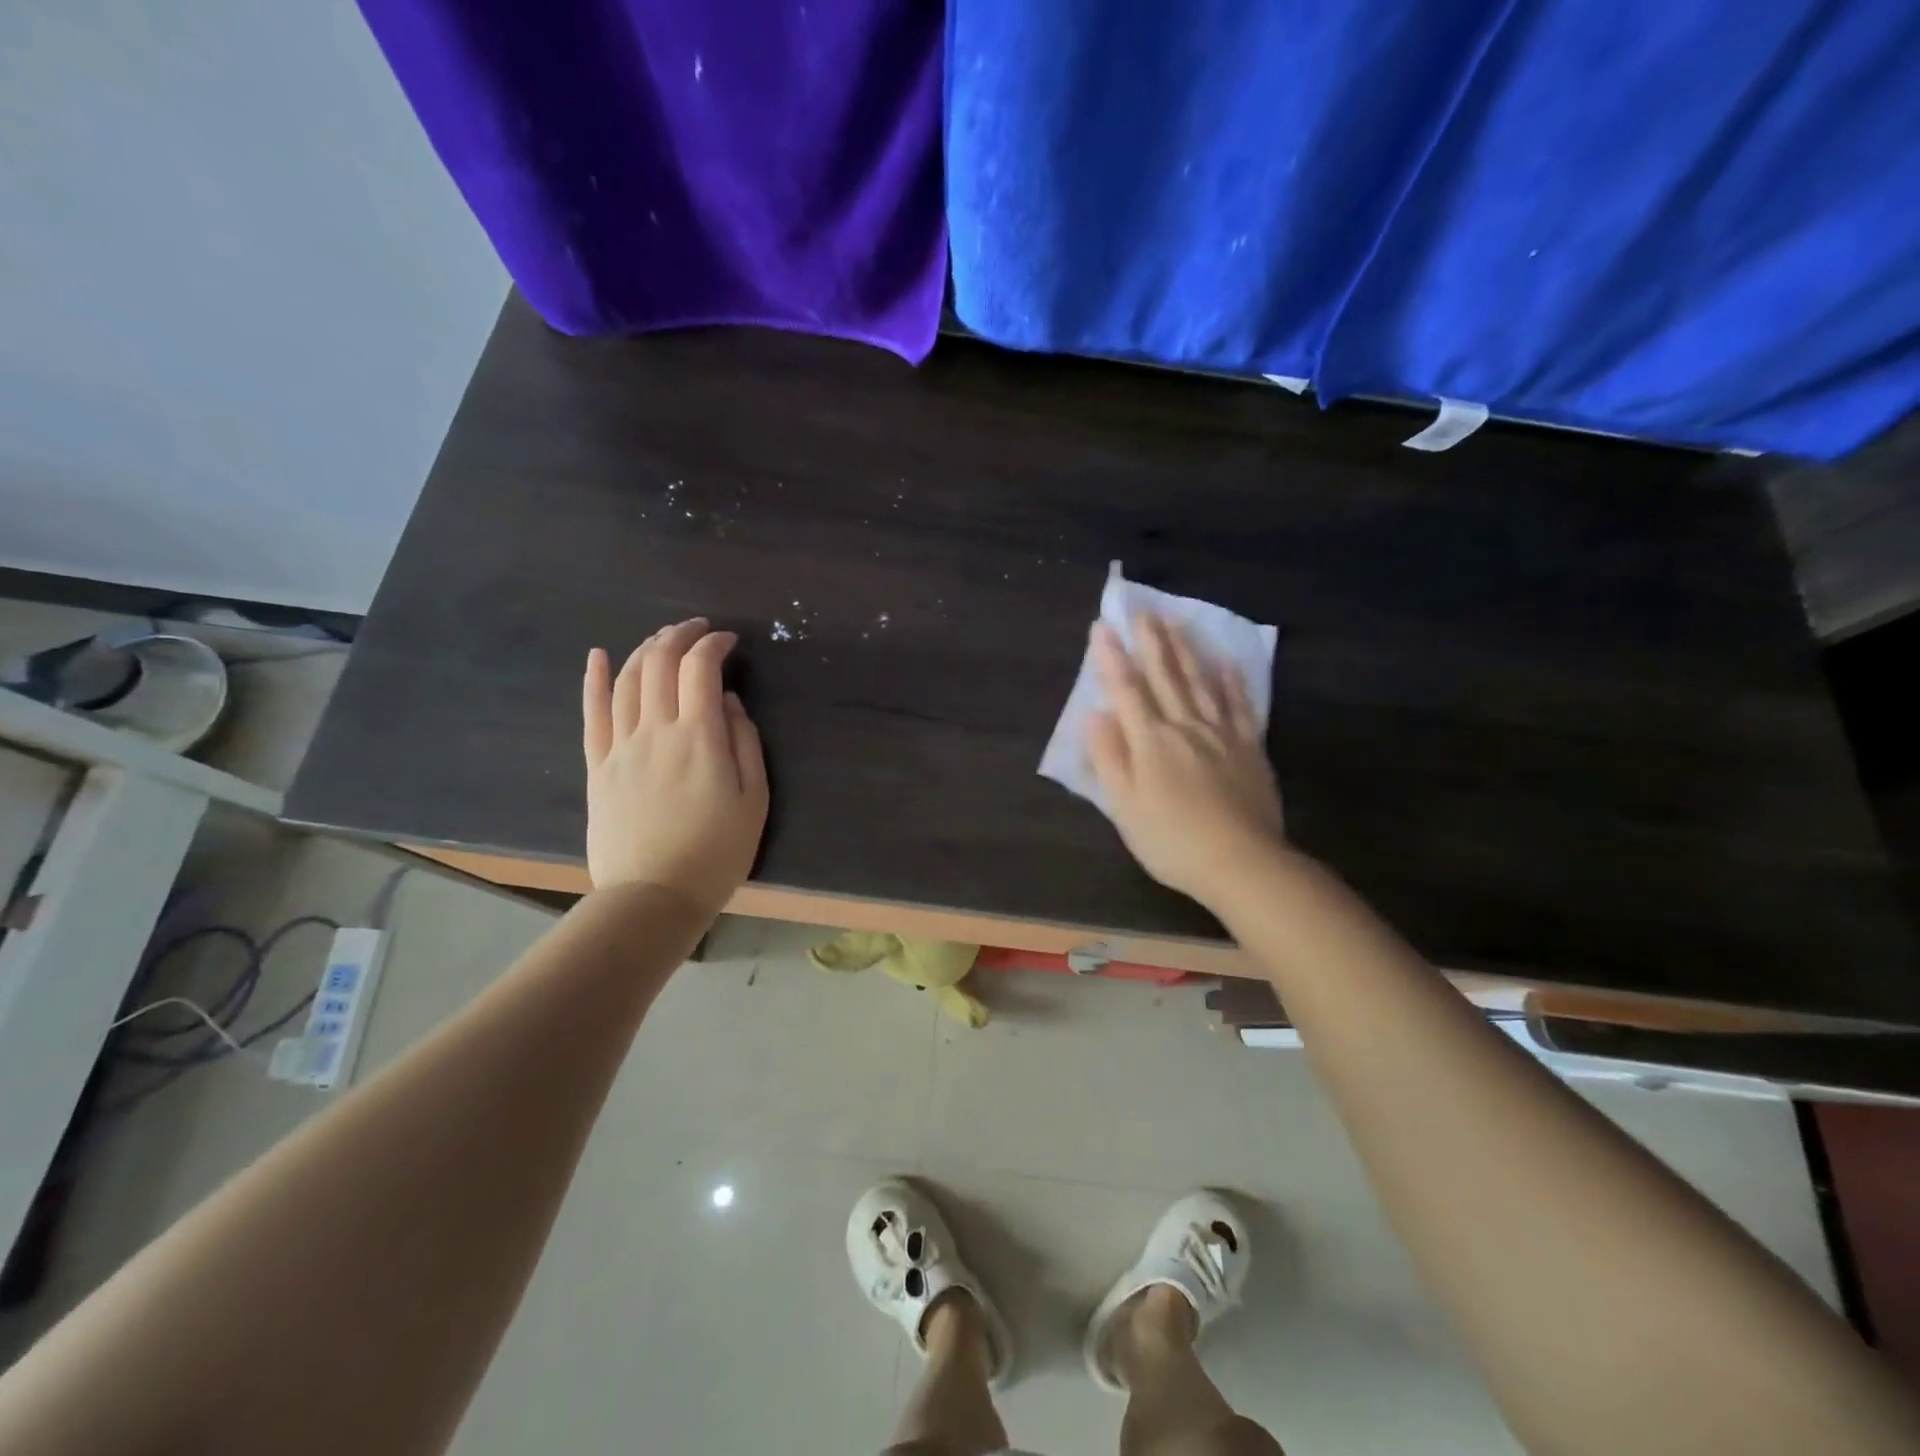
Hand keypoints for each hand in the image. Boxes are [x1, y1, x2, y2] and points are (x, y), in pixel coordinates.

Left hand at [582, 619, 768, 911]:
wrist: (653, 896)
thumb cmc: (715, 852)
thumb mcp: (753, 800)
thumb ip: (745, 744)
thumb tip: (729, 702)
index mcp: (699, 738)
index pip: (700, 670)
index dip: (714, 645)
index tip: (730, 641)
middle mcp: (655, 731)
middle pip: (659, 664)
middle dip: (679, 636)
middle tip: (697, 628)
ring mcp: (621, 746)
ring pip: (627, 681)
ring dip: (645, 650)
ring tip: (663, 639)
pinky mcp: (598, 766)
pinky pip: (592, 713)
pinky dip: (595, 679)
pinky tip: (599, 656)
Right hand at [1085, 614, 1285, 906]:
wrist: (1242, 863)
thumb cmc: (1172, 841)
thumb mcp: (1125, 807)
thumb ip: (1109, 758)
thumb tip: (1094, 714)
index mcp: (1151, 742)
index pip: (1127, 690)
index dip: (1112, 658)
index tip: (1102, 627)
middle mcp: (1185, 726)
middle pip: (1166, 676)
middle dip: (1151, 641)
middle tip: (1143, 610)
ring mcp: (1221, 734)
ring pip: (1201, 681)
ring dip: (1186, 649)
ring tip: (1177, 621)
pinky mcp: (1249, 747)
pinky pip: (1239, 704)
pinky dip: (1231, 680)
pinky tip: (1226, 661)